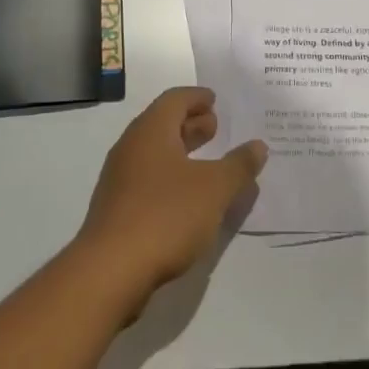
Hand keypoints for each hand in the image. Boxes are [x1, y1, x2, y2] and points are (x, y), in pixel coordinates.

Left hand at [73, 87, 266, 311]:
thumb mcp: (214, 189)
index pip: (174, 99)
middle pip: (162, 123)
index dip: (197, 97)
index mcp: (151, 131)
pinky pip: (147, 178)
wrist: (110, 271)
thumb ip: (239, 165)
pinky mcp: (116, 208)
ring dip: (180, 151)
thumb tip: (258, 145)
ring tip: (207, 162)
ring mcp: (119, 179)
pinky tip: (187, 197)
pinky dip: (169, 175)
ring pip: (154, 152)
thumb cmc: (165, 215)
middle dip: (190, 123)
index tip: (215, 100)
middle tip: (216, 127)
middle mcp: (131, 147)